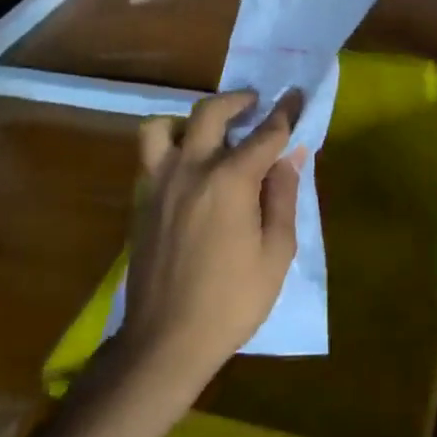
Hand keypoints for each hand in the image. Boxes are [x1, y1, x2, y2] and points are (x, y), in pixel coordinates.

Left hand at [121, 89, 305, 388]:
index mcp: (230, 180)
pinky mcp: (141, 201)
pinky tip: (189, 169)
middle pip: (211, 113)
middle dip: (237, 101)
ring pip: (163, 127)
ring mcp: (159, 183)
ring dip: (189, 120)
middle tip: (255, 104)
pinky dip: (169, 147)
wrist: (166, 340)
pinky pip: (150, 156)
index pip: (265, 133)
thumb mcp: (276, 253)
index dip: (285, 112)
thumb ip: (283, 196)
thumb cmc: (232, 300)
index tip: (296, 95)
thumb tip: (289, 157)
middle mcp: (191, 169)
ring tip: (210, 133)